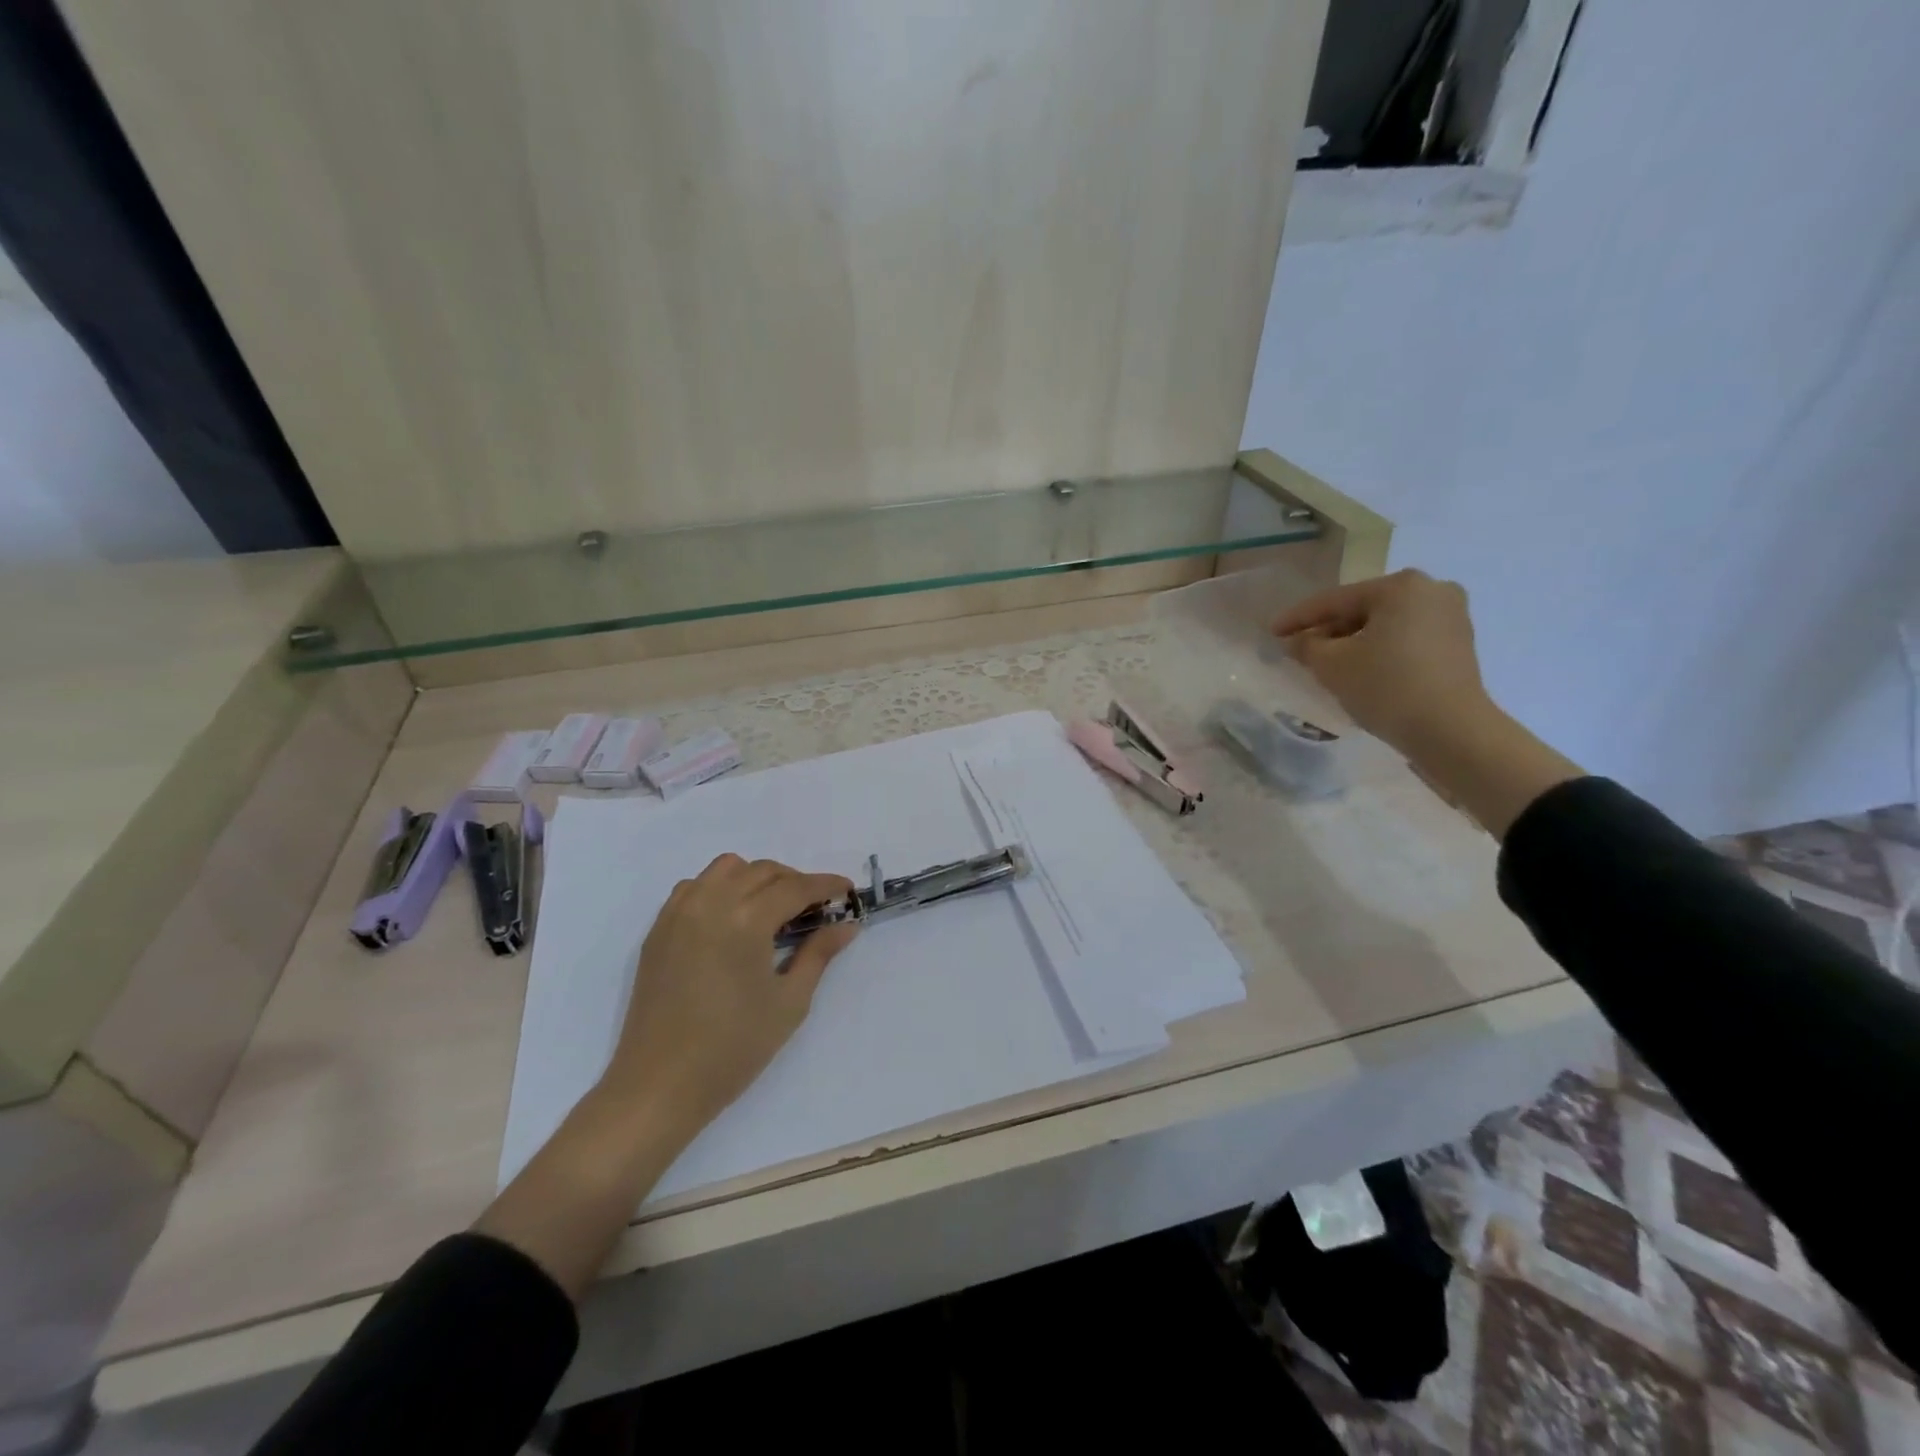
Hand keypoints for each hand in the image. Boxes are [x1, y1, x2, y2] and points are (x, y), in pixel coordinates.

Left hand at [603, 853, 857, 1131]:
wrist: (659, 1086)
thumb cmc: (733, 1049)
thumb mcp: (789, 1003)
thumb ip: (818, 954)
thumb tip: (846, 925)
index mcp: (746, 921)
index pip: (795, 887)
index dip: (826, 885)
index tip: (847, 890)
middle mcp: (711, 903)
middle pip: (762, 871)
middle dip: (795, 881)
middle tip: (814, 908)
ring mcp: (679, 913)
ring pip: (726, 868)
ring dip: (756, 878)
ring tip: (772, 909)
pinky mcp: (659, 929)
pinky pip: (695, 886)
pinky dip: (719, 888)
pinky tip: (731, 919)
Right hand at [1271, 568, 1492, 758]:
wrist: (1451, 730)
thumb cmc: (1387, 687)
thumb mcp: (1332, 665)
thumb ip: (1307, 646)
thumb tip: (1297, 640)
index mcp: (1401, 586)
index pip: (1335, 600)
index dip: (1298, 617)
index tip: (1271, 631)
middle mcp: (1432, 590)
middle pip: (1363, 609)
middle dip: (1329, 629)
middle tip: (1299, 648)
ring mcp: (1451, 616)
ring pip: (1385, 624)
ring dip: (1353, 641)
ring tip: (1326, 662)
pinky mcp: (1459, 644)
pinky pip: (1406, 638)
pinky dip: (1380, 649)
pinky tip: (1361, 669)